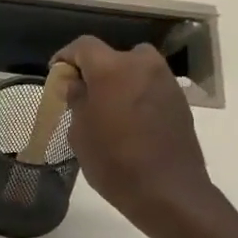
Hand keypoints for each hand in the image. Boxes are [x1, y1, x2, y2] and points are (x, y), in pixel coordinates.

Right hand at [53, 35, 217, 237]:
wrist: (168, 191)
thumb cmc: (114, 162)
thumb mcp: (81, 134)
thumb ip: (77, 100)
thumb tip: (77, 84)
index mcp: (112, 68)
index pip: (83, 46)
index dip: (66, 57)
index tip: (57, 74)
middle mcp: (142, 65)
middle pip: (113, 55)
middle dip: (96, 70)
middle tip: (84, 95)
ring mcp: (165, 81)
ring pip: (135, 70)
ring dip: (119, 82)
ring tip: (107, 110)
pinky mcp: (179, 100)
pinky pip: (150, 87)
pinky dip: (137, 95)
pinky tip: (129, 122)